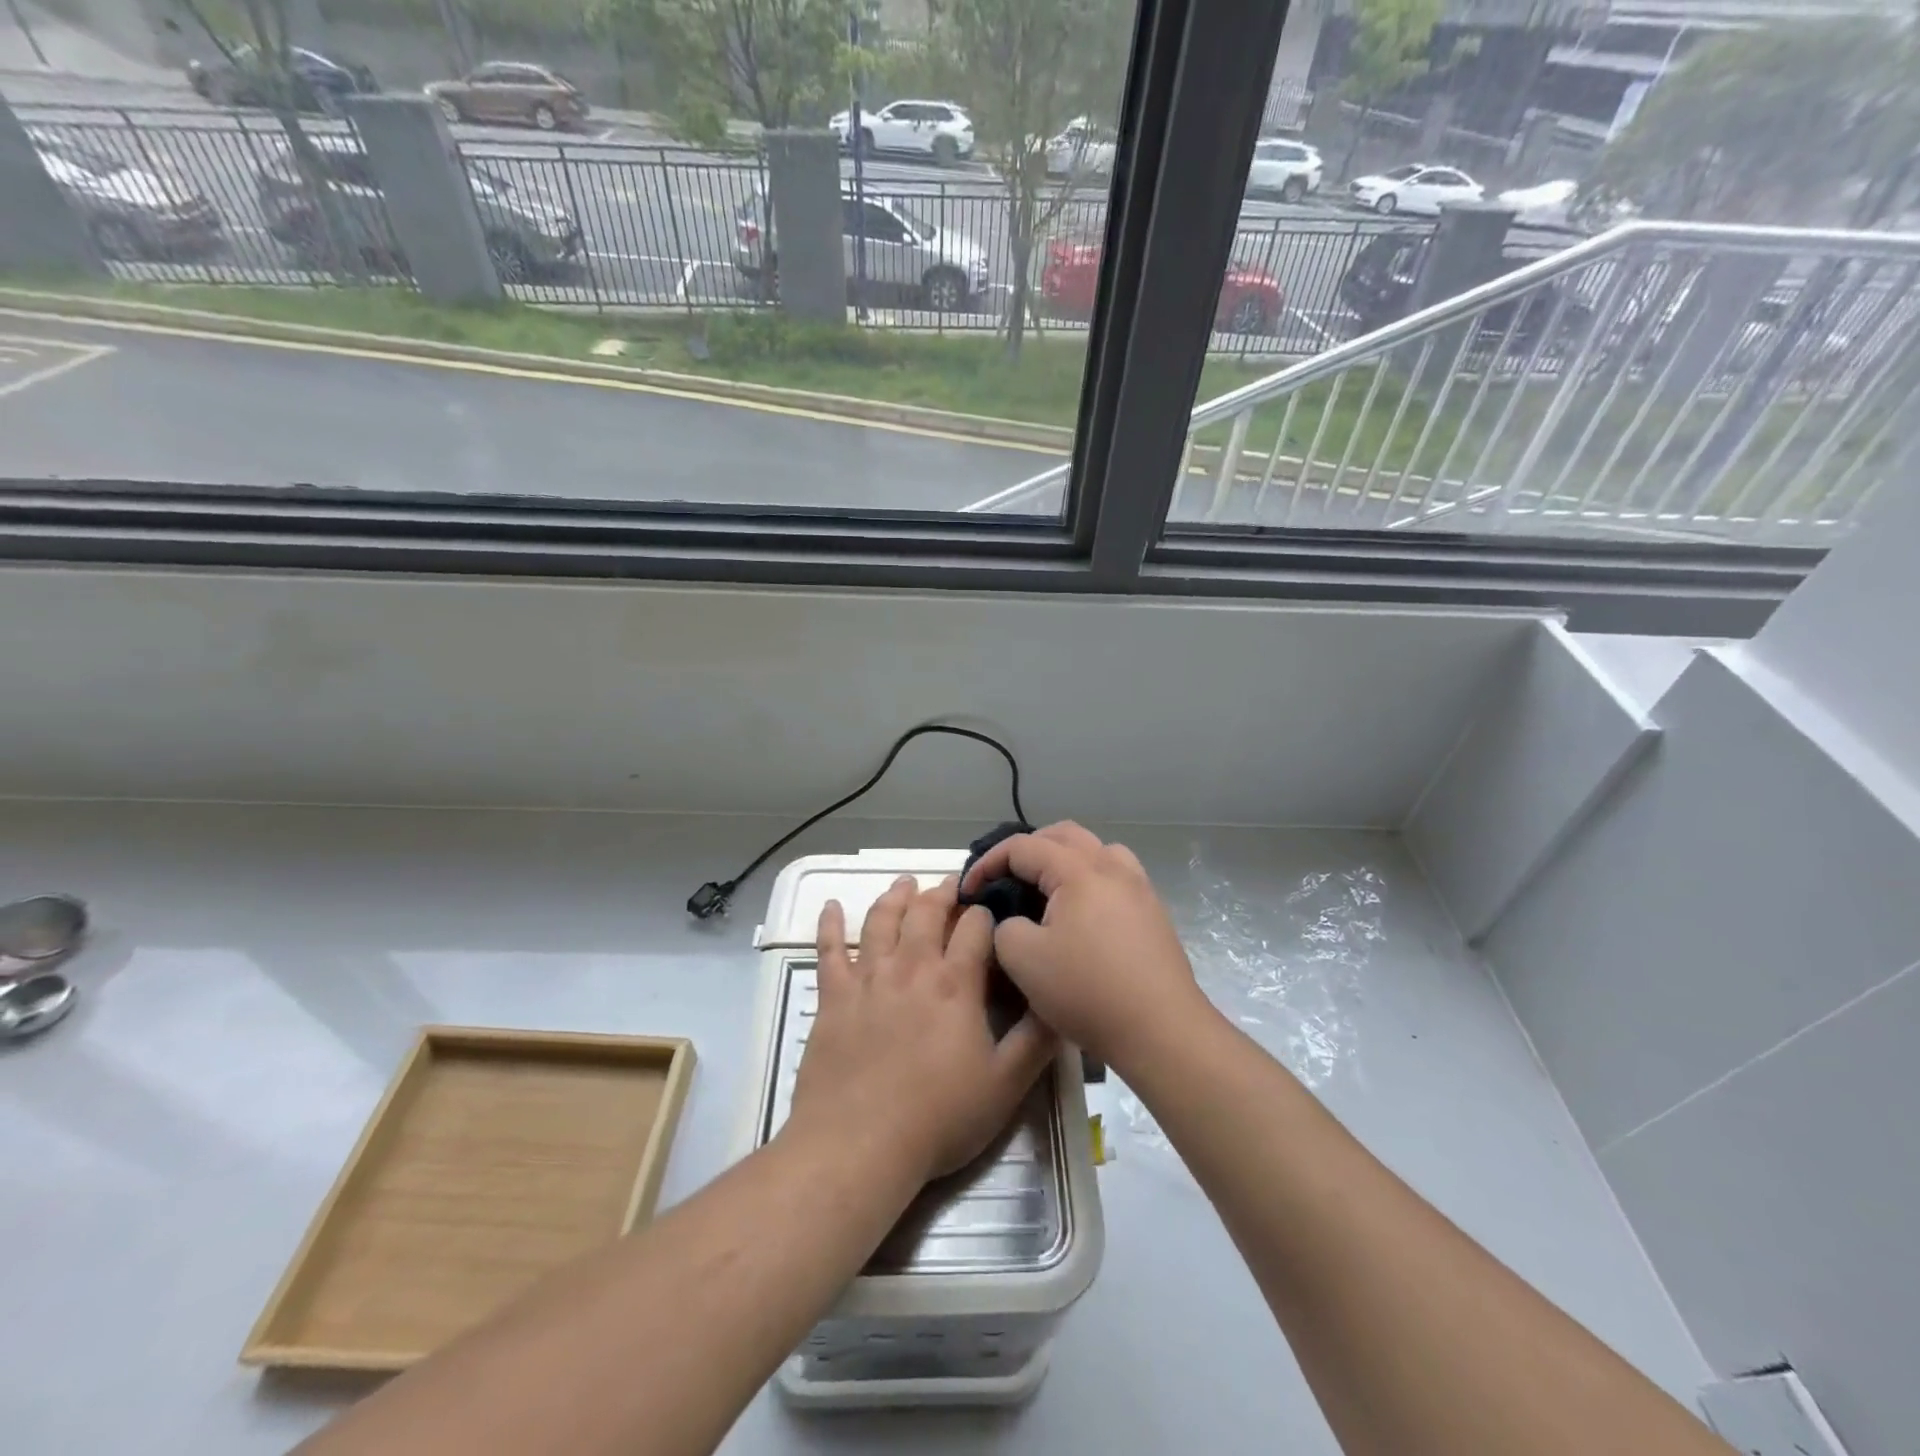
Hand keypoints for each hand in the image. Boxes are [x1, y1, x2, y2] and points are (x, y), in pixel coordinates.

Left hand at [787, 875, 1058, 1184]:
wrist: (858, 1145)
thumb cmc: (938, 1118)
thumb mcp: (1006, 1085)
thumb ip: (1036, 1039)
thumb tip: (1058, 999)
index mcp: (955, 983)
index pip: (975, 927)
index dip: (986, 912)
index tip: (993, 908)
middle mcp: (911, 967)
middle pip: (927, 912)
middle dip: (943, 892)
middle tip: (952, 882)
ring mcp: (867, 979)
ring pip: (882, 921)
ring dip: (895, 897)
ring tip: (904, 882)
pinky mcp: (833, 997)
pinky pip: (828, 950)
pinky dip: (829, 924)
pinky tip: (831, 906)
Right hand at [960, 823, 1208, 1074]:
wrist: (1161, 1030)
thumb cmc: (1087, 991)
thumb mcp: (1022, 960)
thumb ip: (1003, 927)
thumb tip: (1013, 921)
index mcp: (1078, 871)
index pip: (1023, 847)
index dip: (988, 863)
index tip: (969, 891)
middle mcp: (1112, 867)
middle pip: (1063, 835)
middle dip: (1027, 850)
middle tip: (1004, 878)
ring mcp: (1139, 887)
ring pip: (1096, 850)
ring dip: (1065, 858)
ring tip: (1046, 888)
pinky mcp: (1153, 912)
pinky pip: (1115, 875)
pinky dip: (1090, 878)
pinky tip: (1081, 912)